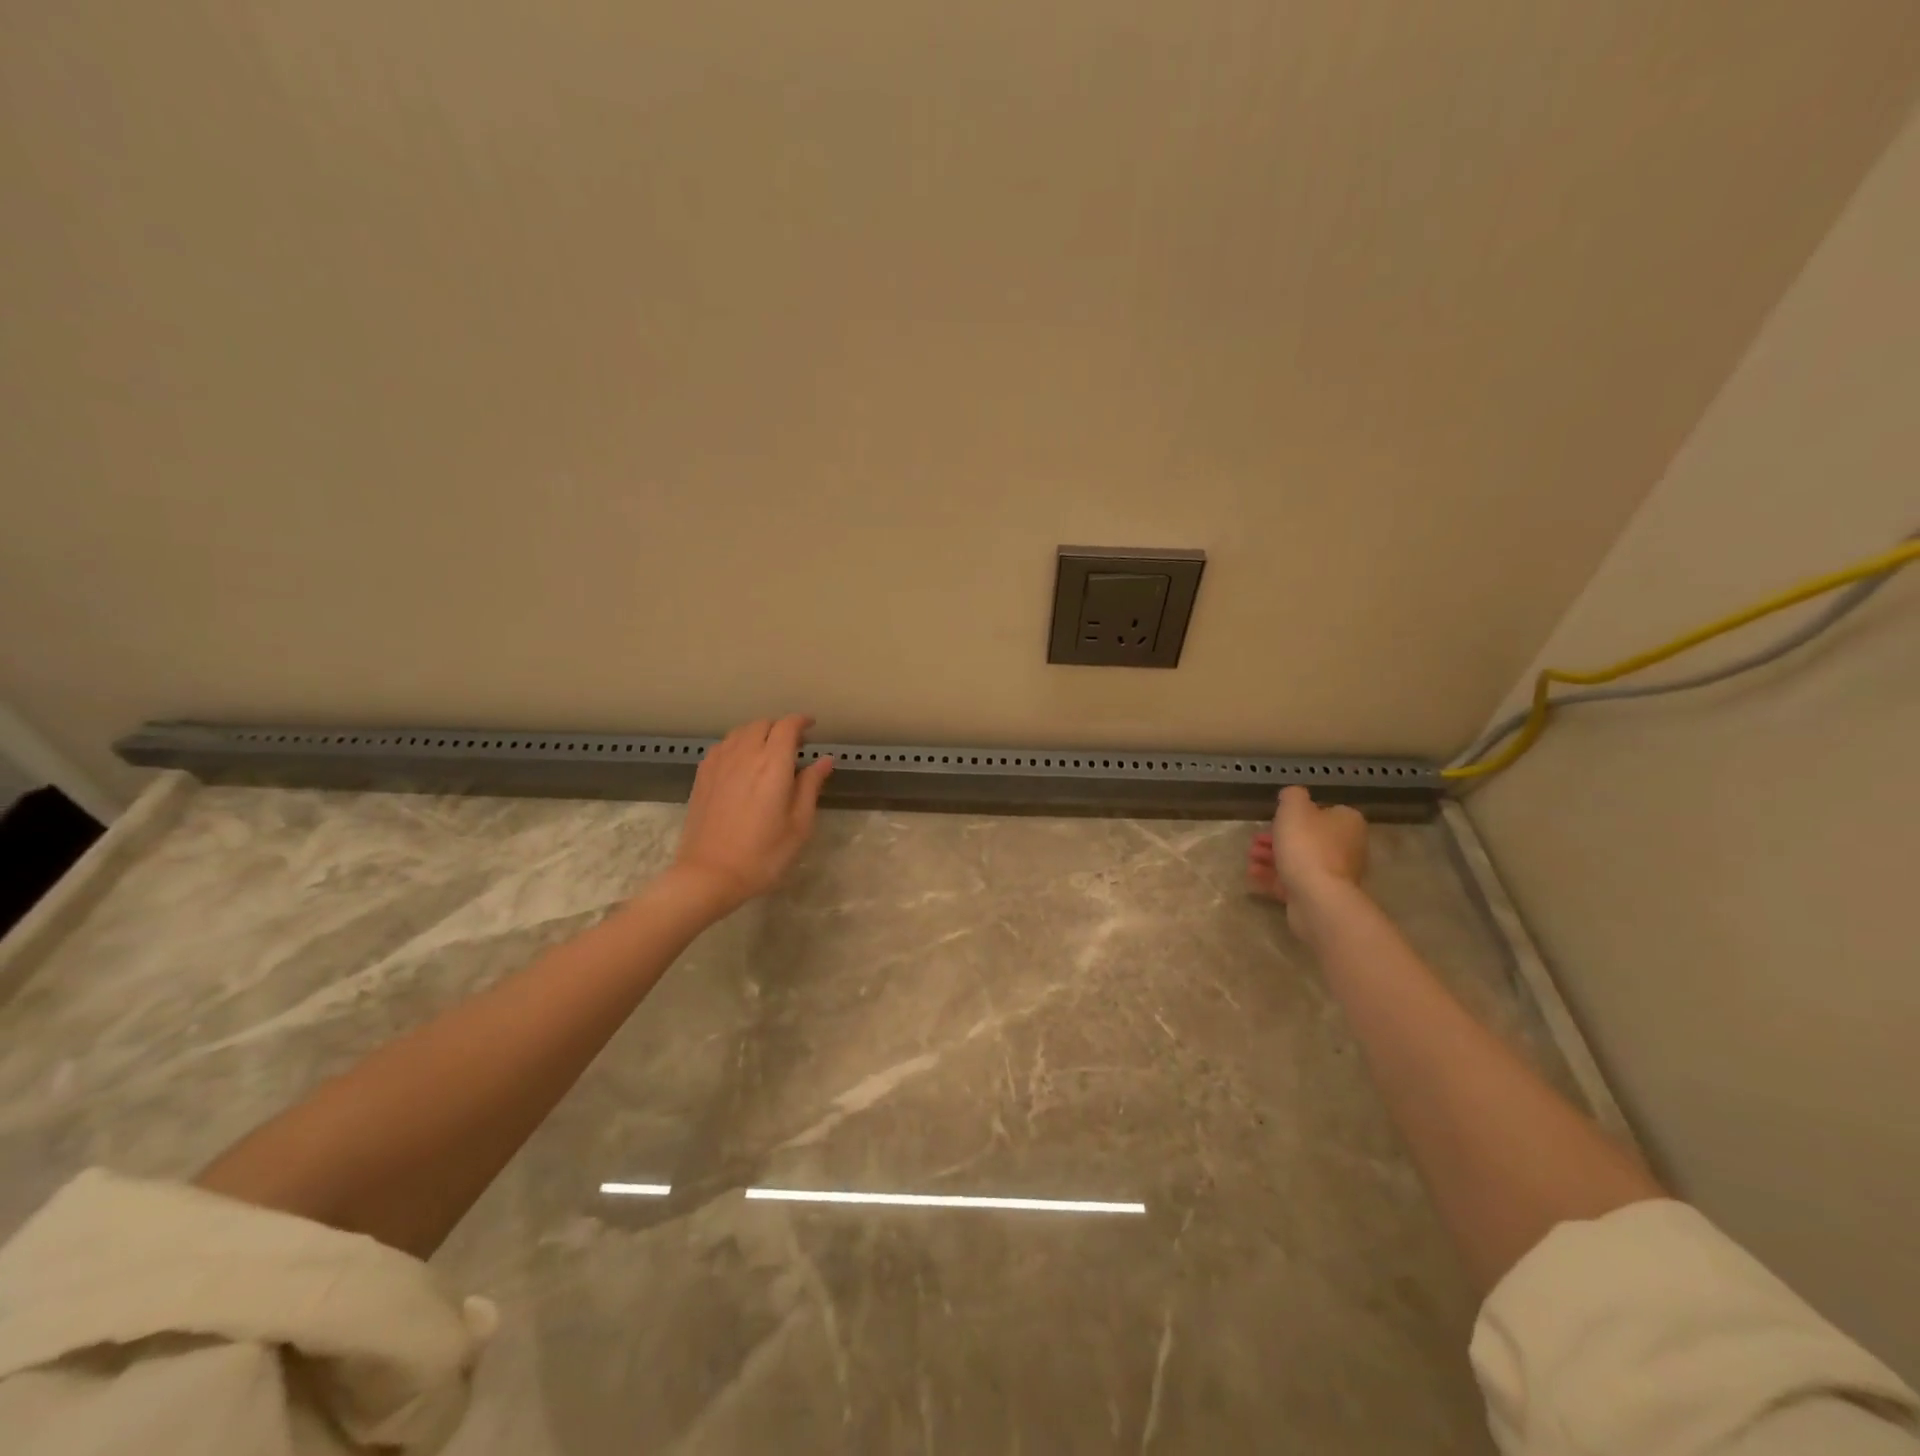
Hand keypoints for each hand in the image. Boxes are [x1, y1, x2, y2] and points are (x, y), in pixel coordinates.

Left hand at [670, 716, 833, 912]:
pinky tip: (741, 763)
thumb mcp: (799, 824)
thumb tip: (824, 760)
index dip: (801, 721)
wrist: (710, 874)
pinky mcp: (703, 776)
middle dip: (780, 727)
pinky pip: (722, 746)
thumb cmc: (763, 854)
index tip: (811, 726)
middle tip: (793, 745)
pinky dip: (737, 745)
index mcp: (773, 764)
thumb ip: (811, 786)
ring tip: (768, 751)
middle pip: (762, 724)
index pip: (787, 726)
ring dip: (758, 734)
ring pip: (740, 732)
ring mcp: (719, 763)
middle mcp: (745, 754)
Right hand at [1248, 786, 1368, 926]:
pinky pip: (1293, 881)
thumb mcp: (1294, 808)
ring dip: (1271, 857)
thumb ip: (1292, 796)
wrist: (1317, 896)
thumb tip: (1292, 795)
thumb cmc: (1307, 845)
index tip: (1274, 818)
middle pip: (1308, 838)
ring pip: (1298, 860)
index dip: (1296, 814)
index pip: (1323, 812)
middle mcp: (1346, 847)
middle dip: (1277, 838)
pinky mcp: (1320, 895)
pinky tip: (1252, 874)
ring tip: (1250, 857)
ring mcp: (1334, 874)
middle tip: (1254, 839)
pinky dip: (1272, 876)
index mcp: (1347, 823)